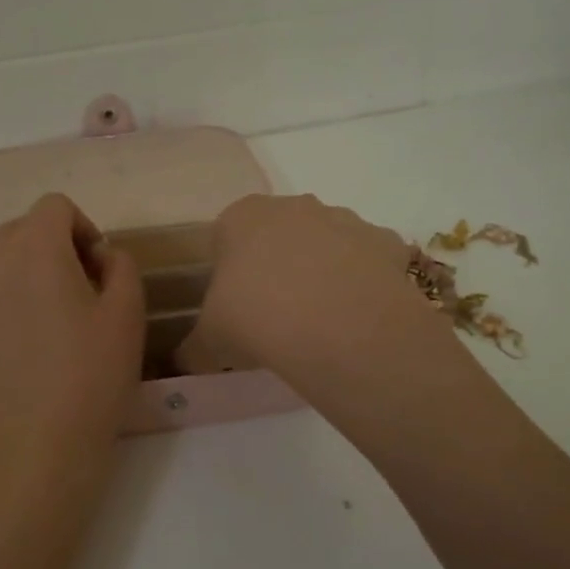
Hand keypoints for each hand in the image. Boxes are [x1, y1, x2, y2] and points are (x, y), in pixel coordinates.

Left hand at [0, 194, 143, 476]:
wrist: (36, 443)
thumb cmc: (91, 377)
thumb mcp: (128, 314)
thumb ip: (120, 265)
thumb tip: (97, 255)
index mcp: (37, 245)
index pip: (56, 207)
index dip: (81, 230)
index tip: (96, 269)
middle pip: (19, 230)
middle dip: (49, 249)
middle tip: (72, 295)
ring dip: (8, 268)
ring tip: (29, 310)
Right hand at [182, 194, 458, 400]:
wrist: (339, 327)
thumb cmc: (257, 318)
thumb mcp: (210, 340)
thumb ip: (193, 347)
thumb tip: (183, 362)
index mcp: (242, 216)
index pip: (226, 234)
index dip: (228, 270)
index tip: (234, 304)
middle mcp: (294, 206)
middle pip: (279, 233)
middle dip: (277, 265)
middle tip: (274, 313)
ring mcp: (344, 219)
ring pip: (326, 243)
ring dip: (321, 271)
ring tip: (319, 321)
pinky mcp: (386, 241)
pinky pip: (368, 261)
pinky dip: (362, 283)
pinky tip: (356, 319)